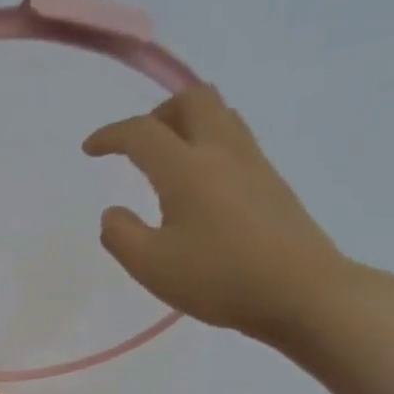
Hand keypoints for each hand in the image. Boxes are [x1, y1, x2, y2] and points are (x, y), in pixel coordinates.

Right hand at [85, 85, 352, 338]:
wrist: (303, 293)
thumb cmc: (219, 279)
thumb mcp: (151, 266)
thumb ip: (121, 235)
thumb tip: (113, 213)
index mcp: (187, 170)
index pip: (143, 133)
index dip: (111, 135)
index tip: (90, 149)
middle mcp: (222, 153)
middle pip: (193, 100)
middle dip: (157, 113)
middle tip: (137, 146)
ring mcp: (254, 165)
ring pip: (220, 116)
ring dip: (187, 125)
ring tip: (166, 161)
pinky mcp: (272, 184)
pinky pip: (236, 142)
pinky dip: (208, 146)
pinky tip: (198, 187)